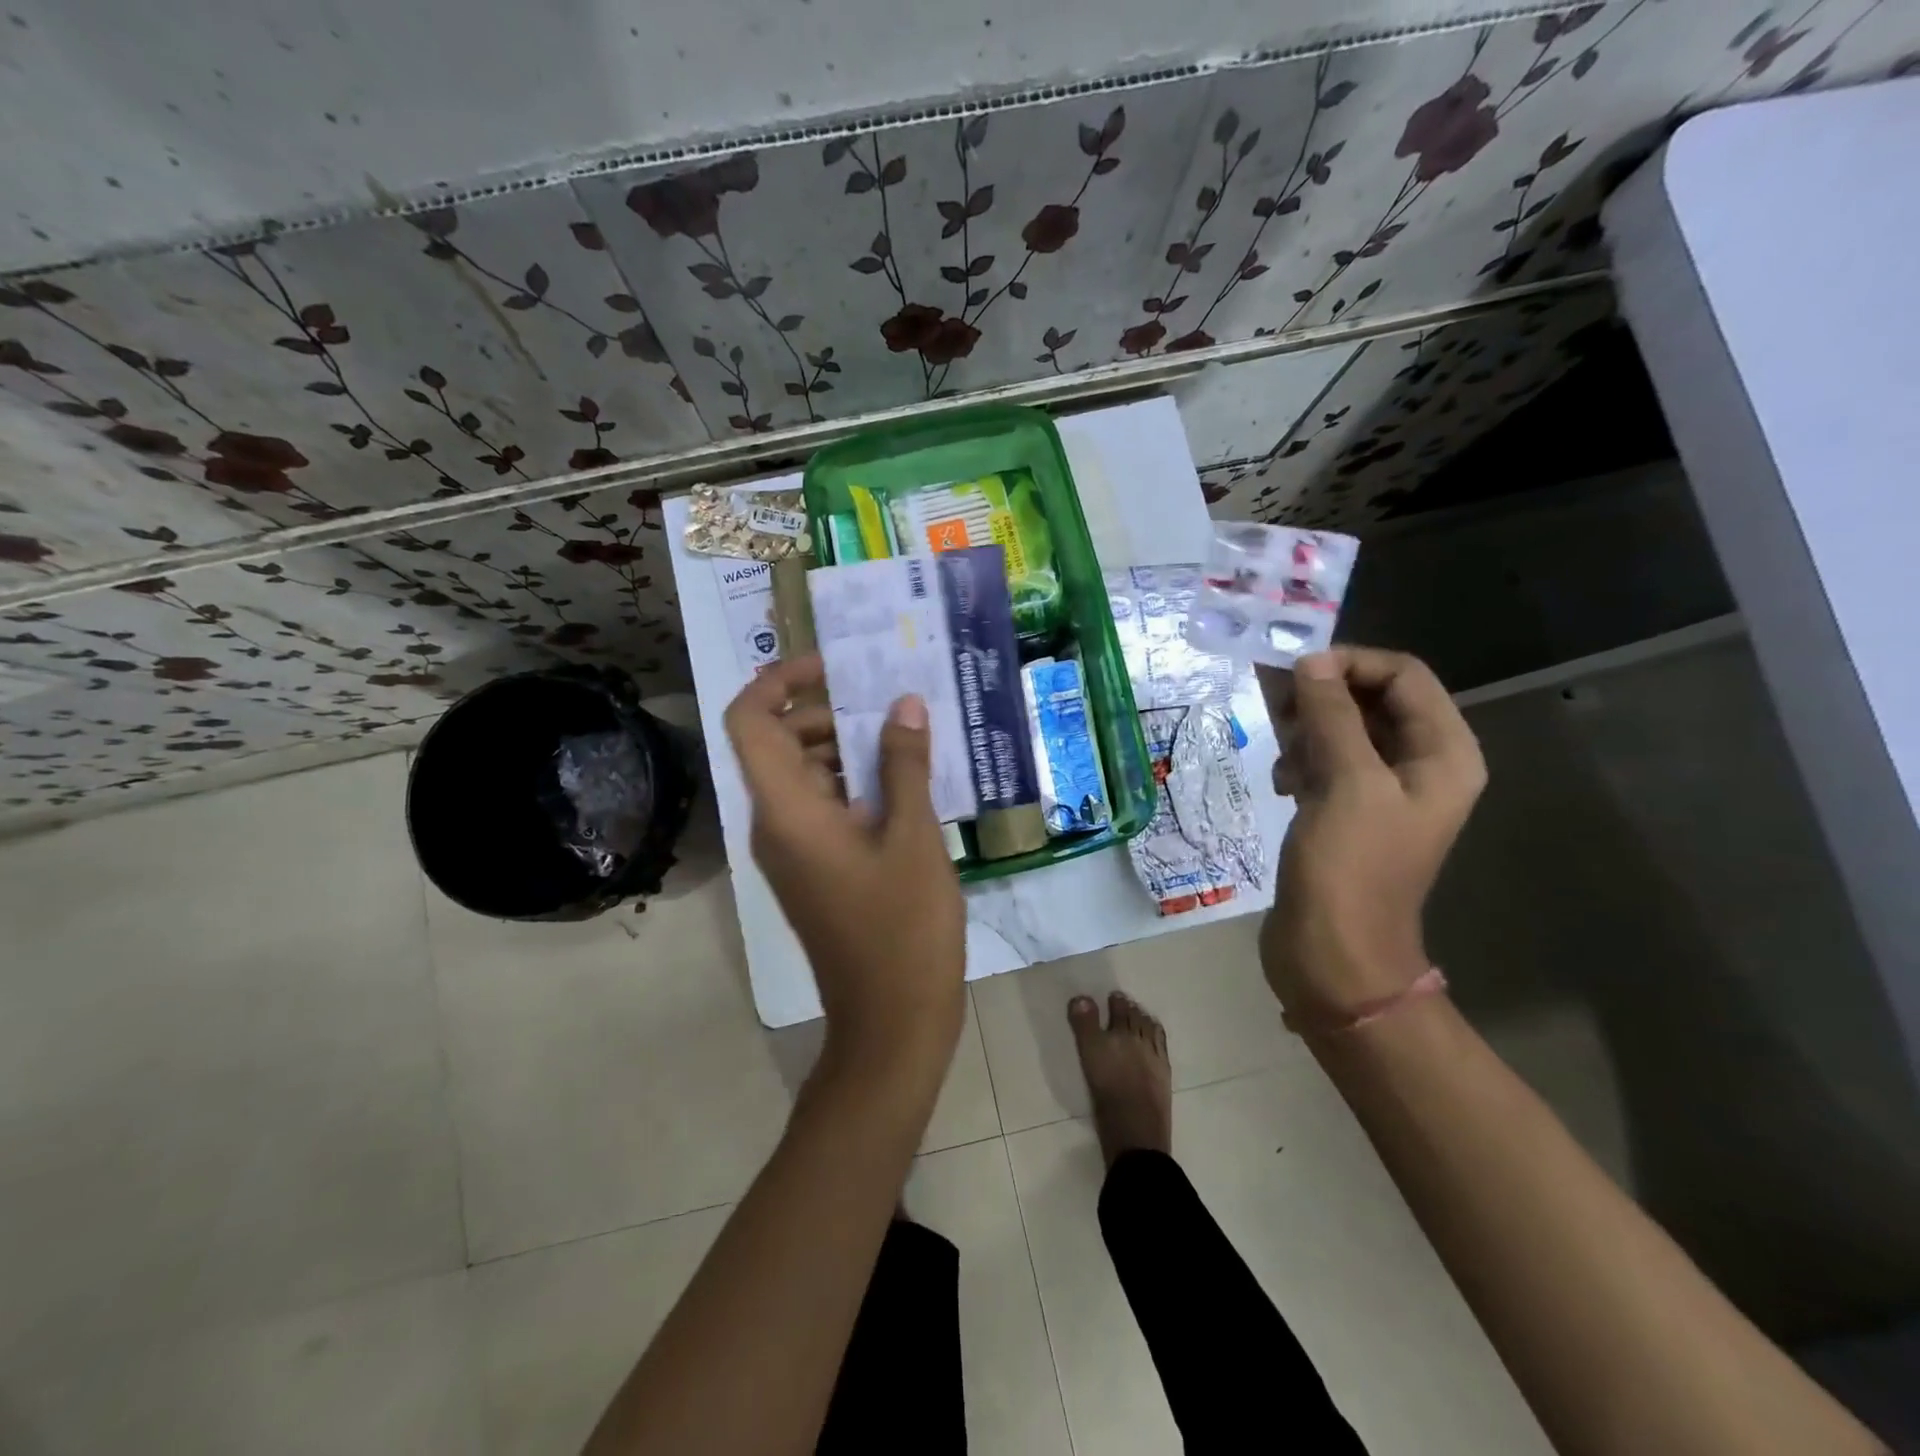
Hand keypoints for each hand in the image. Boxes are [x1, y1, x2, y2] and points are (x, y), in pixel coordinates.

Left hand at [724, 655, 966, 1075]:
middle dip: (828, 713)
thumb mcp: (913, 838)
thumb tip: (902, 703)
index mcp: (786, 811)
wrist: (892, 1023)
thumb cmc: (904, 929)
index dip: (779, 681)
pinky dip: (855, 785)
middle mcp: (775, 825)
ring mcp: (793, 851)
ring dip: (848, 749)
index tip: (832, 667)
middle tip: (891, 702)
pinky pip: (823, 808)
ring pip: (805, 776)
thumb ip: (904, 765)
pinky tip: (907, 783)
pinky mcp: (814, 870)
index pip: (751, 722)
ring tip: (908, 736)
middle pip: (780, 743)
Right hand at [1259, 647, 1485, 1021]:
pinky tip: (1281, 781)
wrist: (1333, 954)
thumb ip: (1331, 715)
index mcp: (1443, 754)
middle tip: (1272, 703)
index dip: (1350, 664)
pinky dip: (1300, 759)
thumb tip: (1310, 662)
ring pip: (1343, 729)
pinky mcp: (1346, 811)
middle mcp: (1420, 765)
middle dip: (1321, 694)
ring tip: (1277, 750)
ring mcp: (1382, 790)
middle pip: (1372, 699)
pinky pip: (1325, 761)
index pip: (1403, 676)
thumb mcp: (1346, 783)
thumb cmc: (1350, 868)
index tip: (1294, 671)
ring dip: (1306, 728)